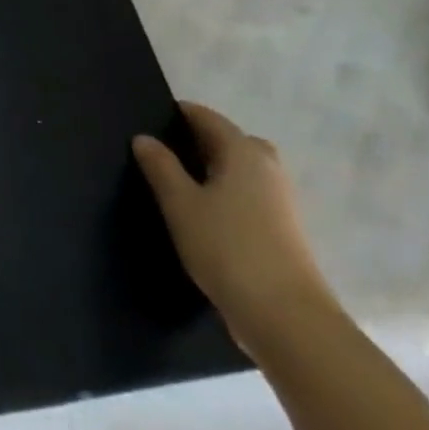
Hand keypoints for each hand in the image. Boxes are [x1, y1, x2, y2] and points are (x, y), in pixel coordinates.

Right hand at [132, 103, 338, 359]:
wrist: (284, 315)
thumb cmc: (227, 247)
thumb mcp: (180, 203)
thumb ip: (160, 166)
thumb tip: (144, 138)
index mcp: (244, 152)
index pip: (206, 117)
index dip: (177, 114)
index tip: (145, 119)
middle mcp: (267, 168)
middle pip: (228, 140)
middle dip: (196, 140)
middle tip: (159, 152)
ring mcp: (279, 200)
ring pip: (239, 169)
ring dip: (210, 168)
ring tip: (173, 183)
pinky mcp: (280, 228)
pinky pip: (245, 194)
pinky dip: (222, 192)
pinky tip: (198, 212)